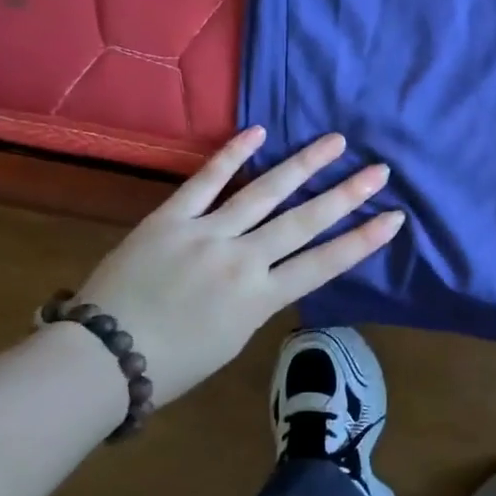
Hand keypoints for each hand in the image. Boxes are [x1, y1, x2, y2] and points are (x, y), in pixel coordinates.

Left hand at [77, 127, 403, 404]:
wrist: (100, 359)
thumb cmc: (171, 364)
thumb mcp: (232, 340)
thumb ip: (258, 300)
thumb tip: (271, 270)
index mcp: (261, 299)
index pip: (325, 264)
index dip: (363, 240)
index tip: (395, 217)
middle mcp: (243, 260)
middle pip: (305, 221)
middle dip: (347, 194)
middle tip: (379, 170)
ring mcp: (207, 233)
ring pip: (264, 192)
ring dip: (303, 164)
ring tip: (335, 141)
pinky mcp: (171, 218)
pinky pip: (205, 181)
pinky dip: (232, 154)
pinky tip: (258, 132)